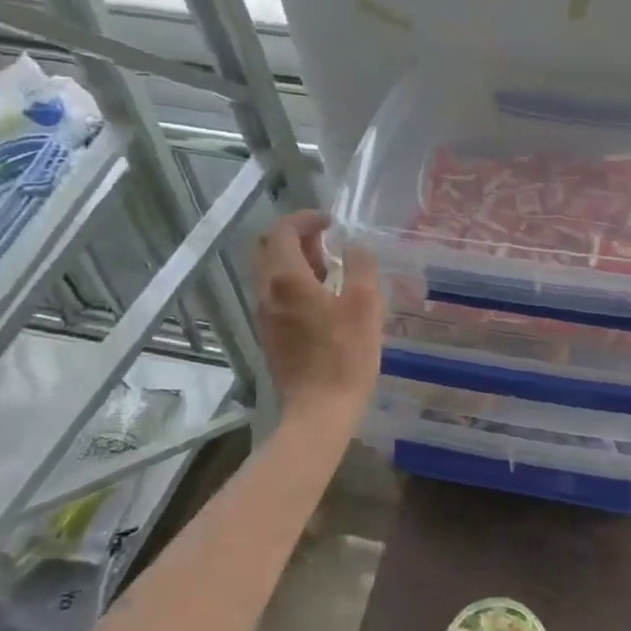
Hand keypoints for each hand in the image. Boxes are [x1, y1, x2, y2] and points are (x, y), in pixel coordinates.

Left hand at [255, 210, 381, 420]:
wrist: (319, 411)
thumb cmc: (346, 355)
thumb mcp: (365, 304)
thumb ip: (360, 266)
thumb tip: (354, 246)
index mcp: (287, 279)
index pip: (283, 230)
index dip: (306, 218)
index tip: (331, 222)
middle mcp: (267, 292)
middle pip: (268, 248)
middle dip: (296, 237)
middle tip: (327, 243)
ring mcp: (264, 315)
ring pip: (270, 272)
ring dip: (296, 261)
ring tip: (332, 270)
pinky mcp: (269, 334)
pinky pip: (276, 294)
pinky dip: (294, 283)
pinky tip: (324, 300)